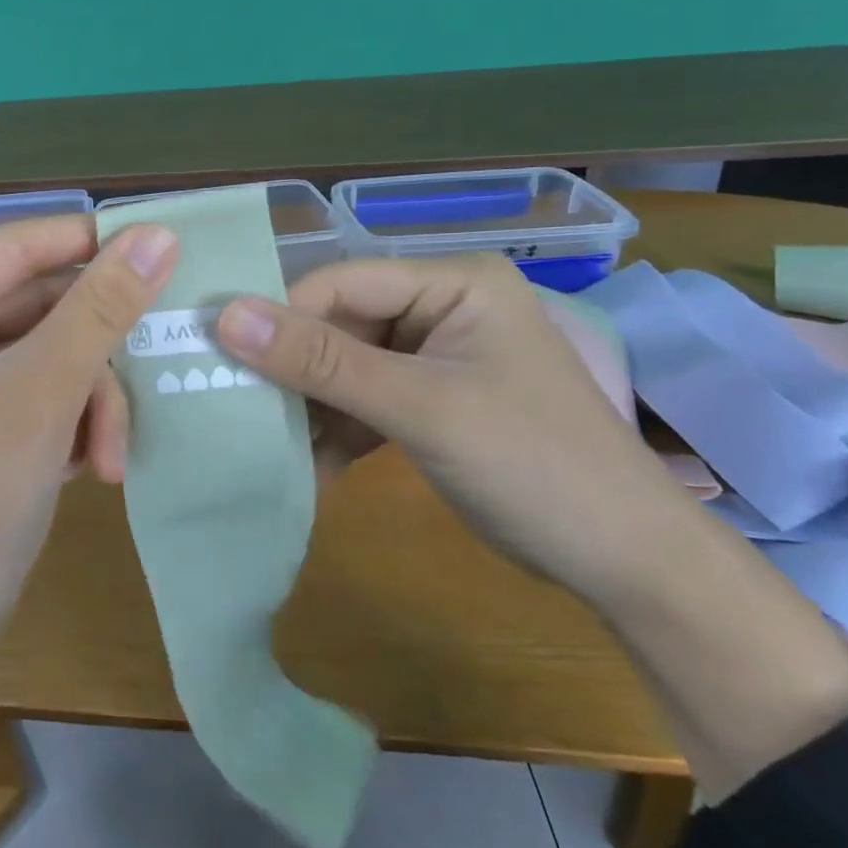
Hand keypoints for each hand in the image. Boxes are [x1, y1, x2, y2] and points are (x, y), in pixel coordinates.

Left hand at [0, 213, 178, 644]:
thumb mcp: (45, 394)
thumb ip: (101, 308)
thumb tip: (157, 234)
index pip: (18, 247)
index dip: (89, 242)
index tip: (162, 249)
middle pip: (41, 306)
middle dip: (93, 359)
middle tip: (145, 381)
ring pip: (52, 353)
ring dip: (90, 402)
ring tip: (108, 459)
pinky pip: (43, 390)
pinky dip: (73, 421)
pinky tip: (87, 466)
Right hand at [213, 253, 683, 601]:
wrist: (627, 565)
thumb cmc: (535, 466)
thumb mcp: (422, 408)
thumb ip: (323, 362)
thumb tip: (227, 315)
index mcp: (453, 284)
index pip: (341, 283)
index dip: (281, 316)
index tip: (220, 357)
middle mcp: (440, 308)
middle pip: (339, 324)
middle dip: (293, 371)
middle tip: (234, 405)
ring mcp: (433, 357)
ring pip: (343, 367)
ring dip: (308, 407)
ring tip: (262, 441)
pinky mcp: (428, 401)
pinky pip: (362, 402)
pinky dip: (335, 432)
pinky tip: (306, 467)